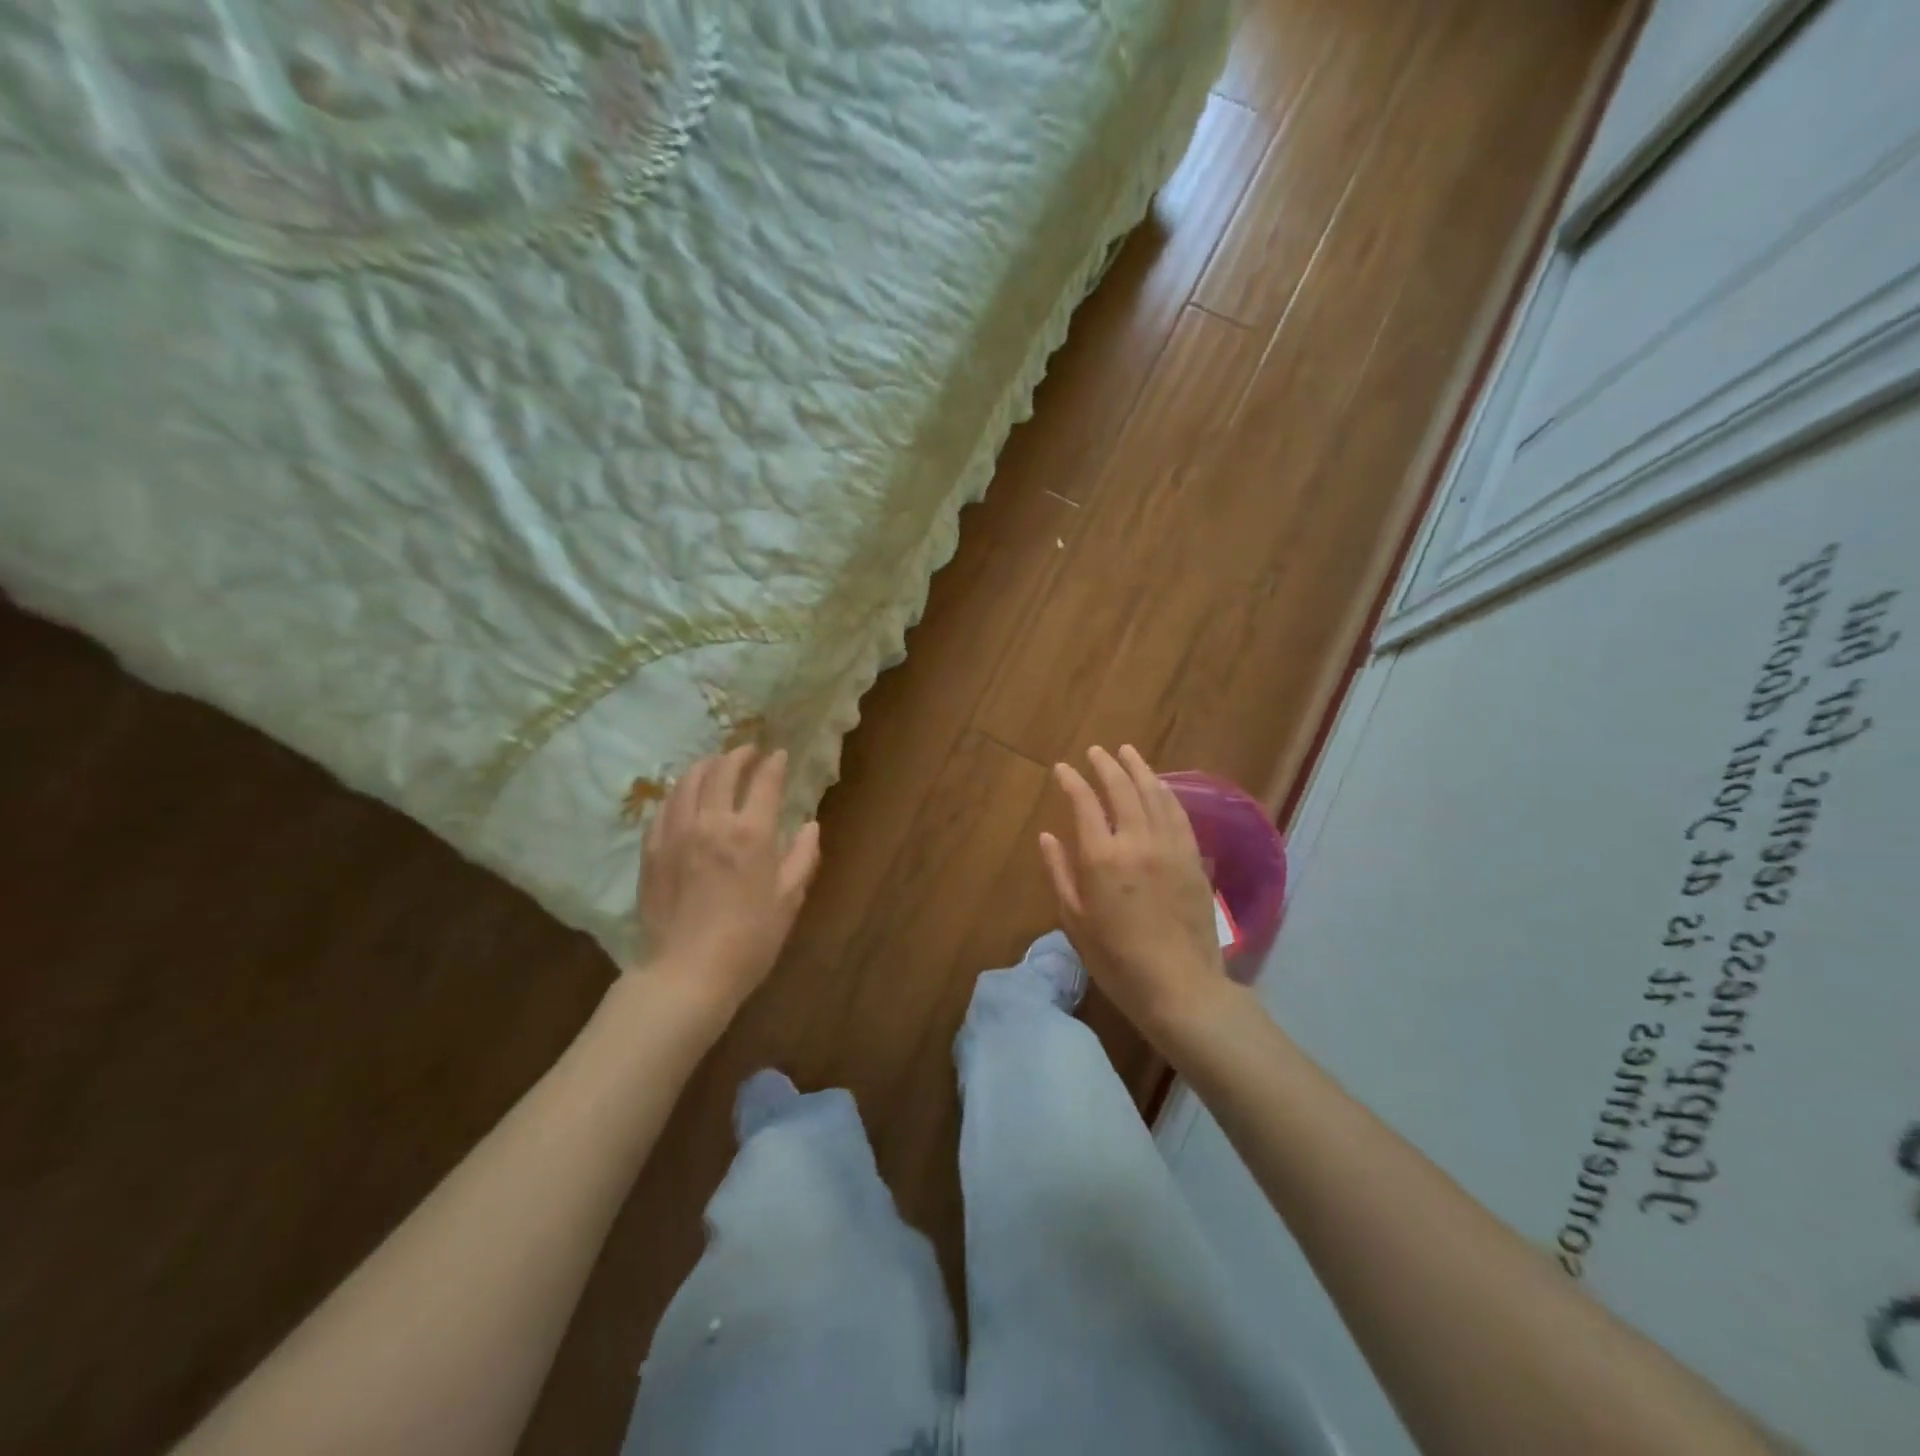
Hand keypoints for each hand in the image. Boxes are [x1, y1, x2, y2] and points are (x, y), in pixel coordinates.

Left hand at [637, 747, 820, 1021]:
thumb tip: (810, 825)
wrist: (686, 974)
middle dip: (739, 755)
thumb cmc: (749, 941)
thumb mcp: (788, 900)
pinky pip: (664, 808)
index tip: (780, 755)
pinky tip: (685, 796)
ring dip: (705, 765)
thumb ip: (802, 857)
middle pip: (722, 771)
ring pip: (688, 782)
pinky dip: (679, 792)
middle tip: (749, 752)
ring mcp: (676, 834)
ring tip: (716, 763)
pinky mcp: (652, 850)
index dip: (774, 764)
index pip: (764, 782)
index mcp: (751, 834)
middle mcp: (712, 822)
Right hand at [1039, 745, 1229, 1039]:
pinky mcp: (1193, 857)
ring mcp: (1170, 846)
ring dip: (1139, 769)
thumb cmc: (1116, 959)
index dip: (1072, 780)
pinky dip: (1165, 792)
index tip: (1062, 768)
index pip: (1084, 802)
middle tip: (1096, 751)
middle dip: (1106, 765)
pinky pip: (1178, 813)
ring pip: (1154, 794)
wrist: (1178, 986)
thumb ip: (1060, 872)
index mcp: (1101, 857)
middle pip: (1122, 788)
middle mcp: (1136, 841)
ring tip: (1127, 752)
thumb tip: (1048, 836)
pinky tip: (1159, 785)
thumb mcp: (1074, 920)